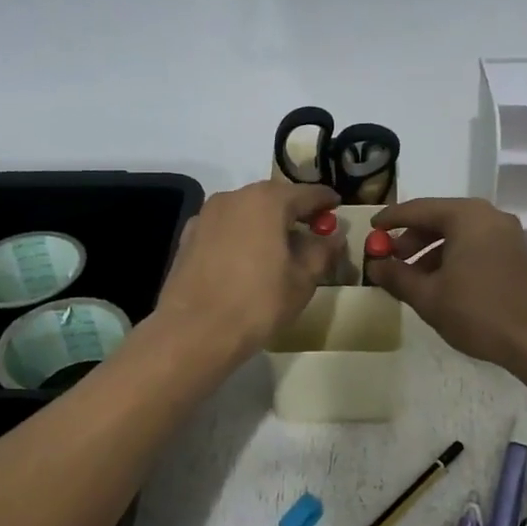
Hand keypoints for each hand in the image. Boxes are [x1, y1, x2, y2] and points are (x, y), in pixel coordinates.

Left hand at [155, 180, 342, 360]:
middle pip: (274, 198)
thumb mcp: (303, 280)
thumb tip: (333, 237)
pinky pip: (225, 228)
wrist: (194, 332)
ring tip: (280, 249)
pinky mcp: (188, 236)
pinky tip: (246, 260)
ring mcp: (206, 215)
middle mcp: (234, 197)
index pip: (307, 193)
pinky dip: (241, 236)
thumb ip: (322, 251)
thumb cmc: (257, 303)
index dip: (326, 201)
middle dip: (294, 212)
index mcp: (267, 201)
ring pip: (246, 212)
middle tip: (312, 231)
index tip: (337, 208)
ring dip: (266, 223)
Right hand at [364, 198, 526, 372]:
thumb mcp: (428, 297)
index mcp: (466, 216)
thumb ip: (397, 276)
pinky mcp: (515, 253)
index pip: (418, 209)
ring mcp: (506, 234)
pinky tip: (439, 283)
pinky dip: (452, 256)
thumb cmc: (478, 312)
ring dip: (430, 251)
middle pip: (439, 218)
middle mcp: (489, 216)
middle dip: (411, 238)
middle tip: (389, 258)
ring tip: (411, 276)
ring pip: (458, 233)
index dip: (390, 220)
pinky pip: (475, 245)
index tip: (371, 230)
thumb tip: (375, 266)